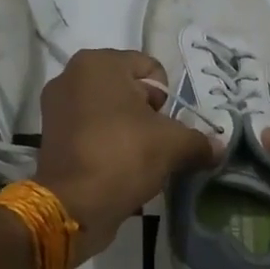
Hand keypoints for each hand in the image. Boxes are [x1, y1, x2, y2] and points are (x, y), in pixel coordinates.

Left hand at [35, 49, 216, 263]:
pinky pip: (91, 131)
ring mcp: (56, 106)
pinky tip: (117, 168)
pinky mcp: (51, 136)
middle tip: (154, 144)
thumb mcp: (173, 145)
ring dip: (128, 131)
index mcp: (98, 63)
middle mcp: (71, 76)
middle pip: (128, 90)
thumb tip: (218, 148)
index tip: (165, 126)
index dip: (166, 99)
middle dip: (147, 115)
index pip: (151, 69)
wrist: (73, 205)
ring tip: (137, 159)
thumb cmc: (123, 156)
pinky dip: (107, 144)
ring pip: (110, 112)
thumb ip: (199, 141)